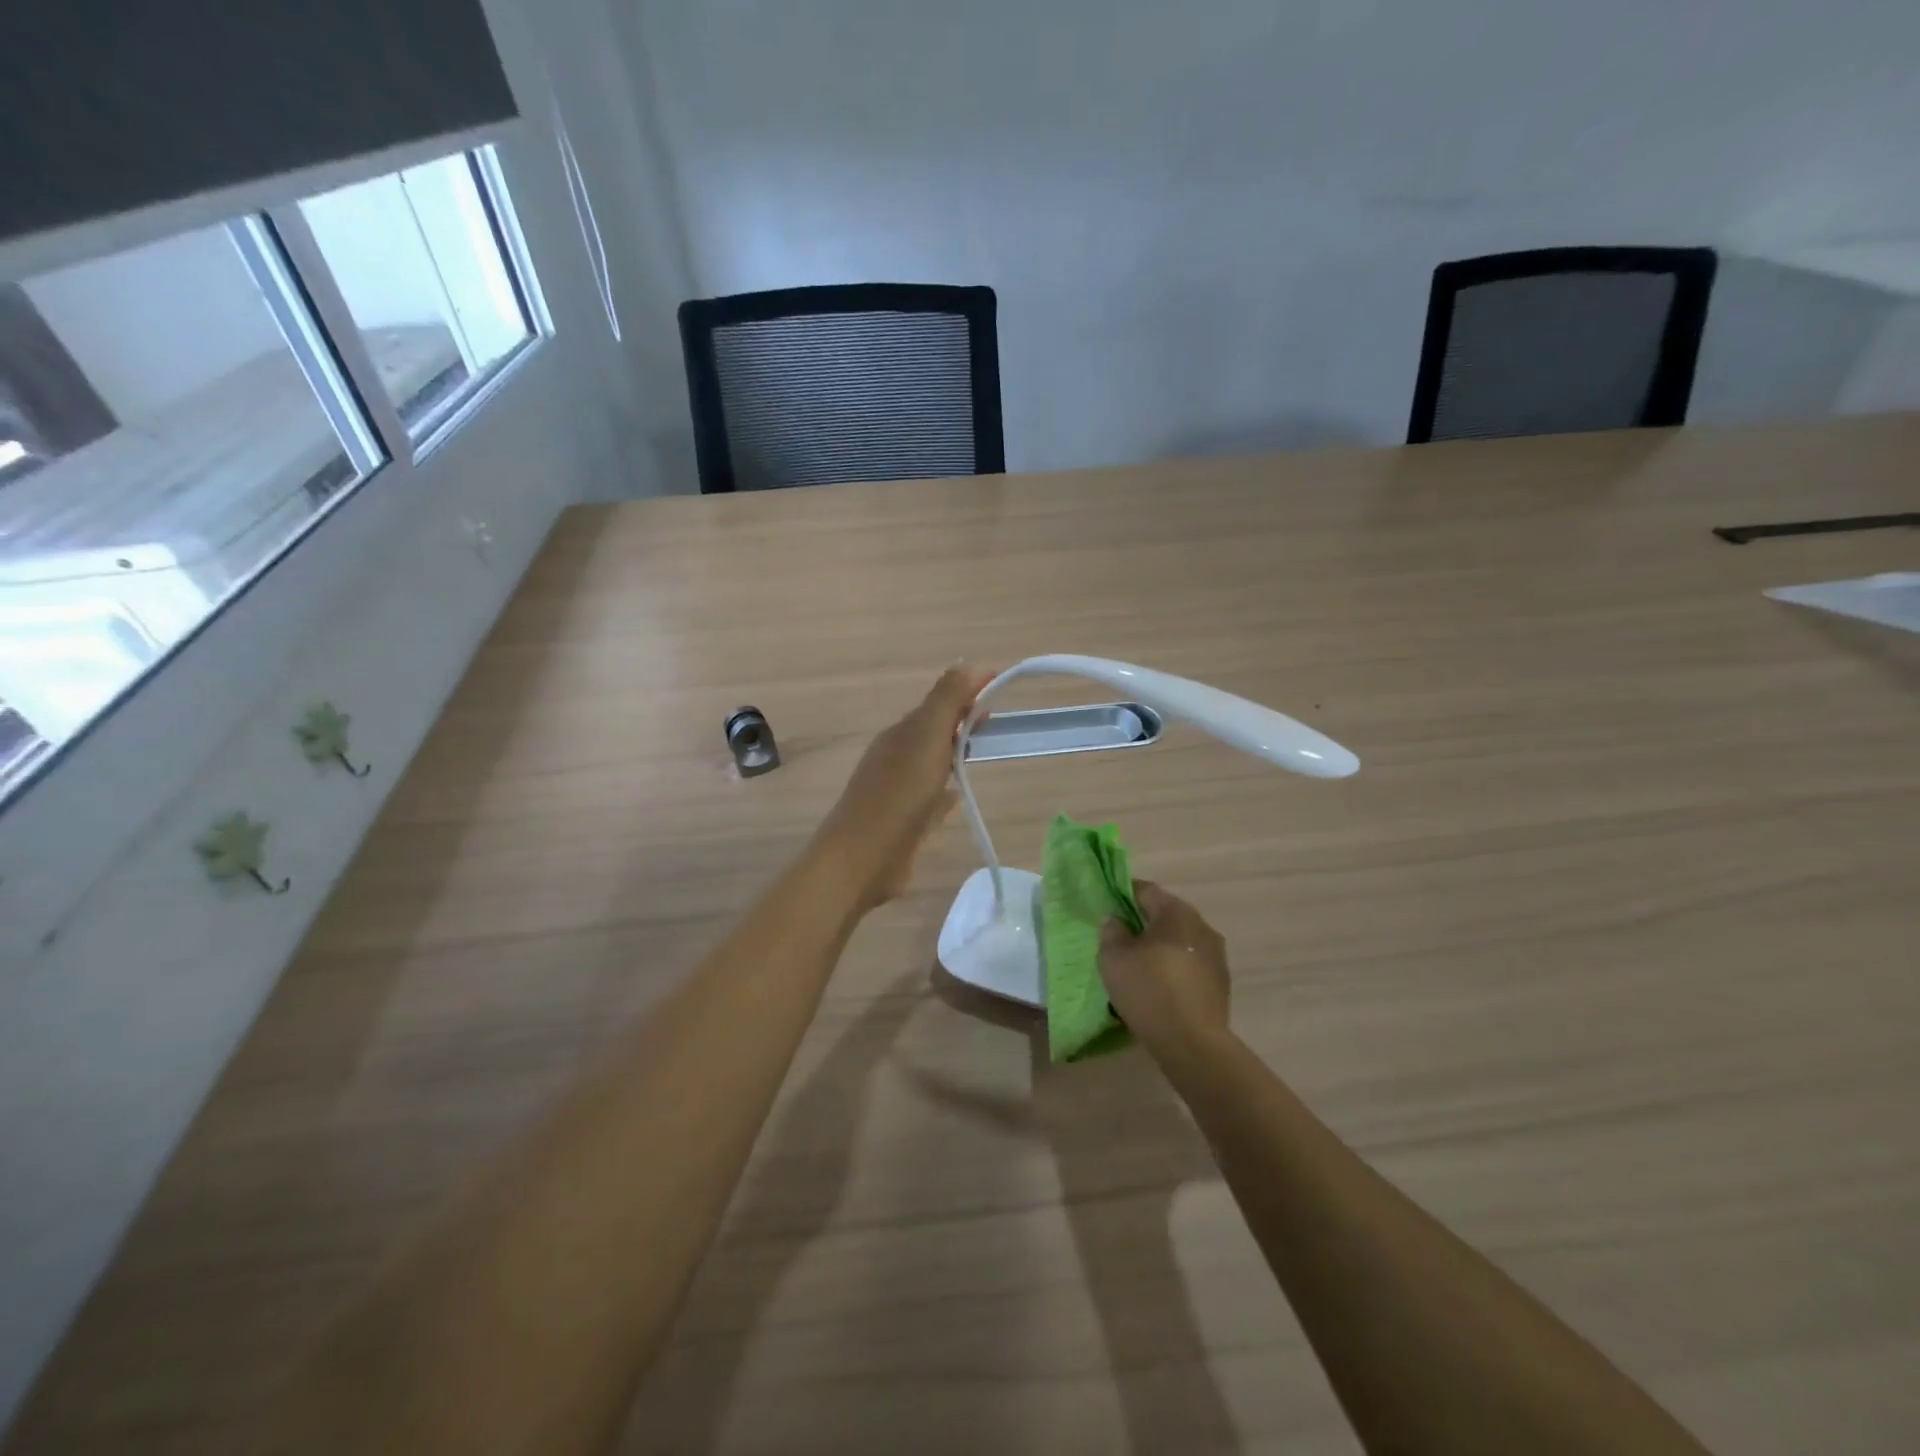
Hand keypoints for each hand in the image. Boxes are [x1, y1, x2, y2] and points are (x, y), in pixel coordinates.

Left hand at [816, 664, 994, 912]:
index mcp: (901, 734)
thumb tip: (969, 664)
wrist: (861, 860)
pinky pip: (931, 797)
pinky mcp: (906, 822)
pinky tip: (958, 796)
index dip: (968, 691)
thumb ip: (946, 701)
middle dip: (963, 720)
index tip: (999, 683)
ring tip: (982, 750)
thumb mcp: (925, 739)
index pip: (939, 702)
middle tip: (995, 718)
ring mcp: (899, 791)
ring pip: (934, 763)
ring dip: (955, 753)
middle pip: (936, 731)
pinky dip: (946, 790)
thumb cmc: (897, 796)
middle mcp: (897, 757)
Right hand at [1099, 881, 1231, 1058]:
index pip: (1146, 890)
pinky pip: (1191, 962)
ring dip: (1161, 946)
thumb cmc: (1149, 990)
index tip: (1108, 908)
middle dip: (1143, 922)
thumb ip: (1111, 931)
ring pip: (1181, 939)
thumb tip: (1116, 919)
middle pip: (1166, 913)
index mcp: (1176, 912)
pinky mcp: (1221, 981)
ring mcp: (1216, 954)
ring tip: (1140, 965)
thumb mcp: (1113, 958)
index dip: (1123, 895)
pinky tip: (1161, 986)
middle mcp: (1201, 925)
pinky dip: (1175, 966)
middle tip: (1121, 938)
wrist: (1192, 1043)